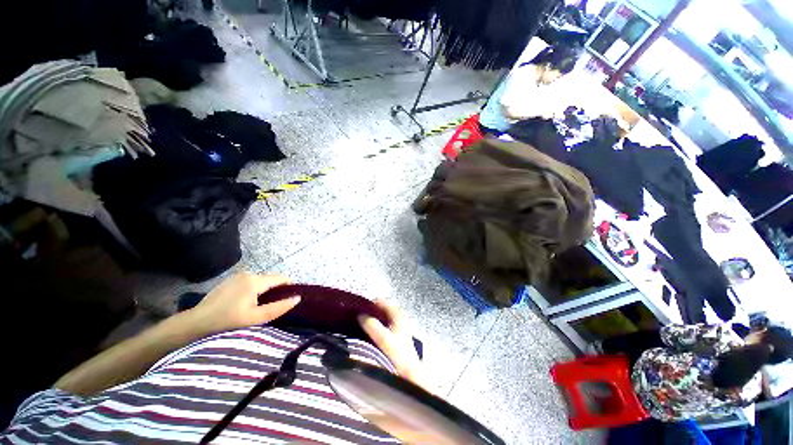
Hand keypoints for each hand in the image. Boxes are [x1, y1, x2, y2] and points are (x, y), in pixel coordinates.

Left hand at [188, 273, 299, 333]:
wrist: (196, 322)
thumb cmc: (227, 321)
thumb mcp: (255, 318)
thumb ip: (278, 308)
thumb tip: (297, 298)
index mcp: (256, 281)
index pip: (281, 278)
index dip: (288, 287)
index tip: (287, 300)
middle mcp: (248, 273)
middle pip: (271, 279)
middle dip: (275, 290)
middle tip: (270, 307)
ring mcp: (238, 275)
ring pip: (261, 281)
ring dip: (264, 290)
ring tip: (257, 307)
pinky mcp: (230, 280)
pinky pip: (250, 282)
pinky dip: (254, 289)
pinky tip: (245, 303)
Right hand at [358, 299, 429, 391]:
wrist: (409, 372)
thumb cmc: (397, 354)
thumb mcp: (383, 338)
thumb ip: (372, 326)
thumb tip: (360, 315)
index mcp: (397, 313)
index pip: (381, 301)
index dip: (369, 303)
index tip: (356, 308)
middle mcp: (399, 315)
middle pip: (381, 307)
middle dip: (369, 311)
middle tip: (356, 316)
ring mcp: (399, 324)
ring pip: (382, 316)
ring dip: (372, 318)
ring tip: (359, 324)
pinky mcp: (397, 333)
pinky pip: (383, 323)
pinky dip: (376, 325)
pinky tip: (368, 332)